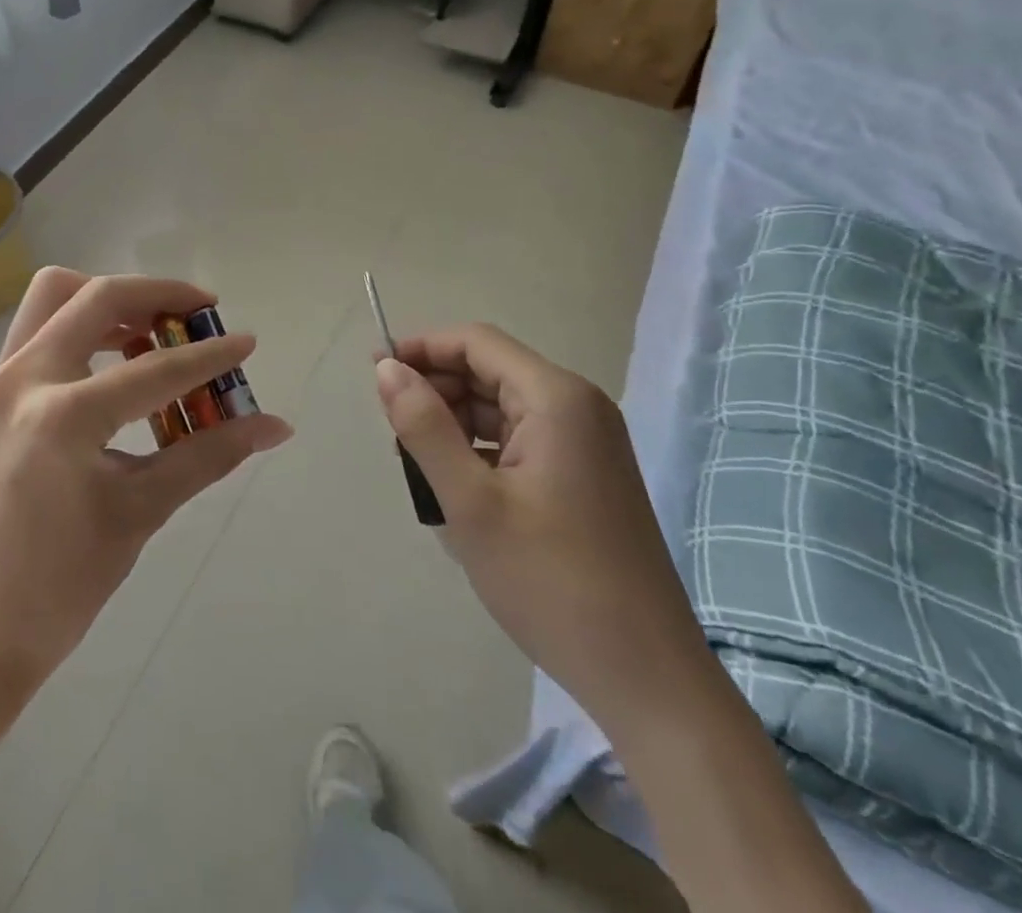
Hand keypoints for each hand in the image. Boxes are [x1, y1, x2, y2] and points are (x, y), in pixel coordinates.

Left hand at [0, 268, 292, 700]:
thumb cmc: (59, 584)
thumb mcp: (139, 513)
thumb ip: (207, 455)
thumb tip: (274, 426)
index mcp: (62, 414)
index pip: (153, 370)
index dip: (208, 356)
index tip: (247, 342)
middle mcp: (25, 377)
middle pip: (95, 296)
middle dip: (155, 295)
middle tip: (200, 313)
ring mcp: (3, 381)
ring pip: (56, 297)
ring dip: (110, 301)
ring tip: (157, 333)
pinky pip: (41, 328)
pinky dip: (83, 324)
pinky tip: (118, 362)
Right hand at [374, 324, 714, 735]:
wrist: (646, 679)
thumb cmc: (551, 581)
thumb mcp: (470, 502)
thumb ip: (423, 426)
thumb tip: (386, 368)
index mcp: (556, 398)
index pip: (476, 342)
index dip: (421, 347)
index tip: (375, 374)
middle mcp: (578, 407)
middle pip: (489, 370)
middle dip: (436, 388)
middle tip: (394, 432)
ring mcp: (587, 442)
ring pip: (502, 406)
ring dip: (454, 422)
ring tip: (419, 466)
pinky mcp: (586, 474)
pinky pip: (520, 438)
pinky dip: (481, 448)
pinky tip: (457, 487)